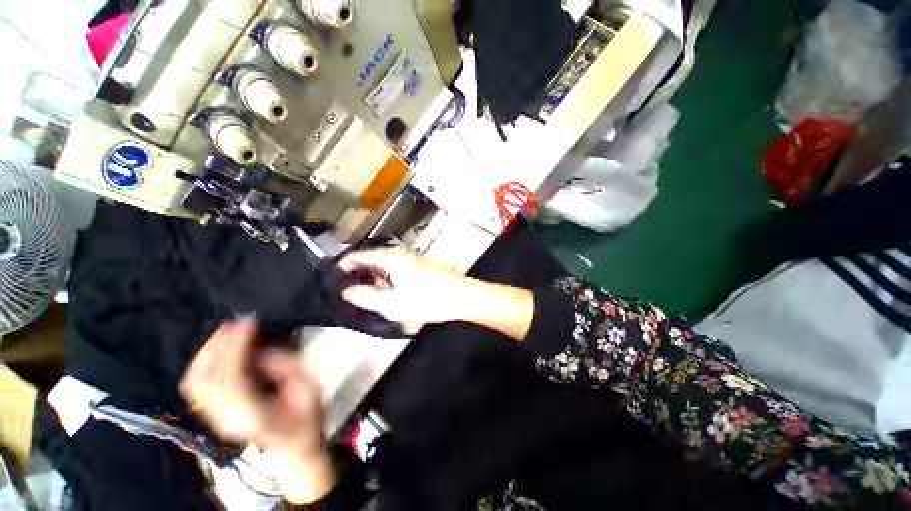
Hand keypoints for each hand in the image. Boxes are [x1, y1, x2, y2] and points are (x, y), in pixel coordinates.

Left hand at [181, 322, 335, 502]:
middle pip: (204, 380)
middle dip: (216, 347)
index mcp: (251, 414)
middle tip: (235, 324)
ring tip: (226, 332)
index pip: (230, 378)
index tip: (249, 324)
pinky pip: (199, 387)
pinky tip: (219, 350)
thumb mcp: (308, 391)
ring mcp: (217, 418)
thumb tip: (263, 352)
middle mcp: (226, 418)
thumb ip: (286, 369)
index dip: (236, 348)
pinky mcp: (216, 414)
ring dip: (207, 354)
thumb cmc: (307, 419)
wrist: (295, 448)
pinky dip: (204, 364)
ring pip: (195, 383)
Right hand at [338, 248, 477, 333]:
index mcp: (390, 258)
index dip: (344, 266)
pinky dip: (391, 284)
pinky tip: (396, 299)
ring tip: (377, 302)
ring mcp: (412, 260)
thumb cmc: (428, 299)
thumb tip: (347, 292)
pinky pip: (398, 273)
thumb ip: (366, 297)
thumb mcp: (392, 304)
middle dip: (362, 278)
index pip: (359, 256)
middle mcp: (401, 254)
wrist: (461, 297)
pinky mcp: (420, 268)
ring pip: (386, 269)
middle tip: (355, 296)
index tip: (334, 279)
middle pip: (373, 262)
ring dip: (378, 283)